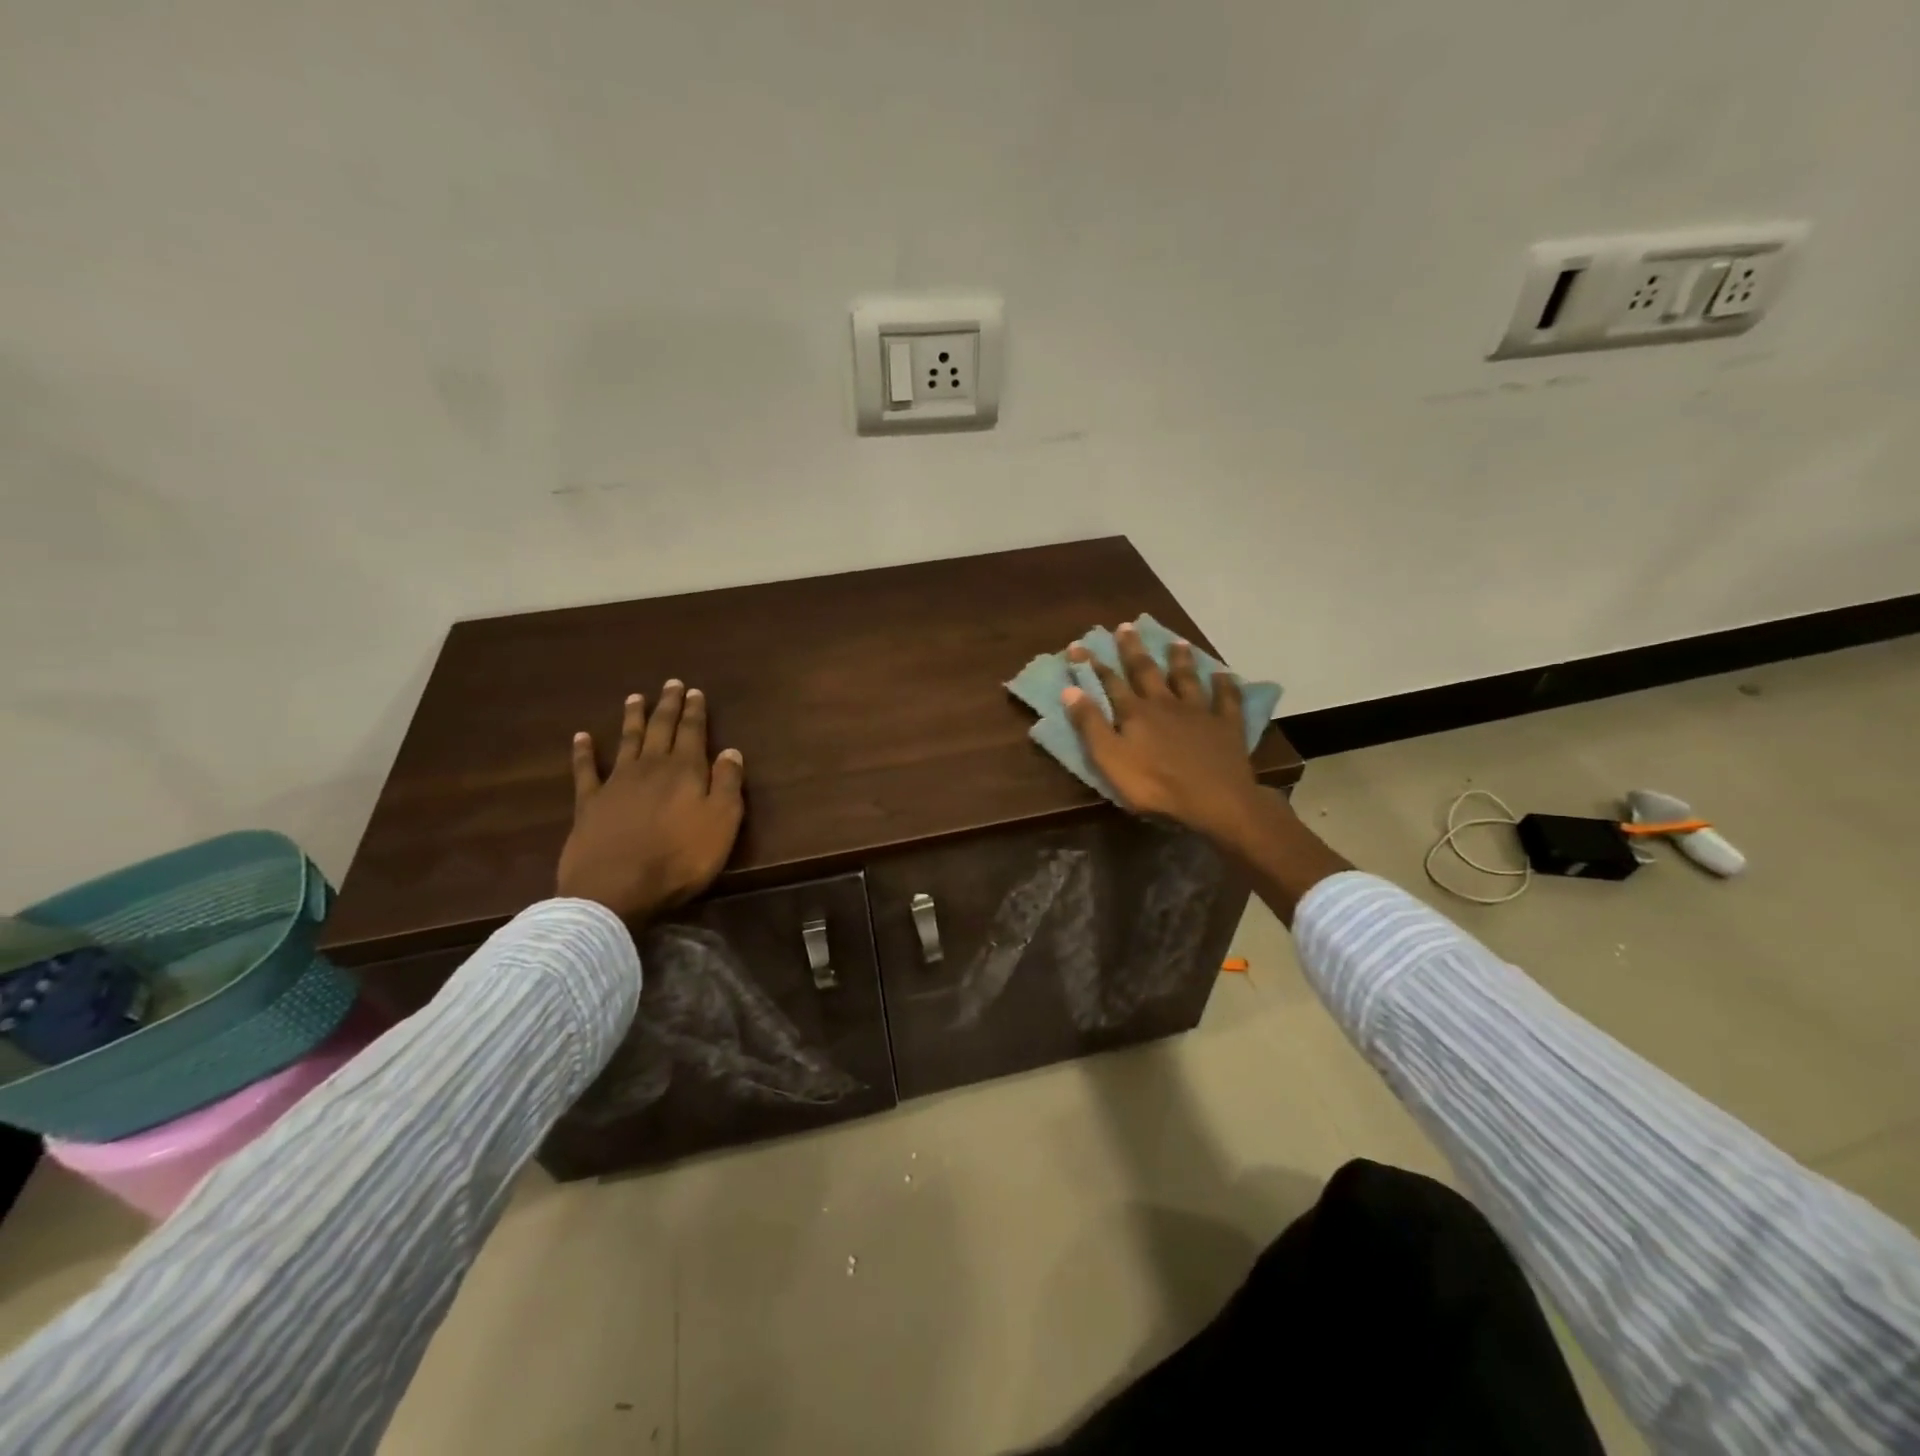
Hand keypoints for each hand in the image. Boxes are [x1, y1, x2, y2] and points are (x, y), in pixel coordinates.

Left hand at [557, 682, 744, 922]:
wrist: (616, 888)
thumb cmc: (680, 858)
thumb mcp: (722, 822)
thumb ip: (728, 784)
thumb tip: (732, 751)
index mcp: (685, 771)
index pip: (692, 732)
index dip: (695, 712)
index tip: (695, 691)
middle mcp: (650, 767)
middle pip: (660, 729)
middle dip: (667, 706)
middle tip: (671, 684)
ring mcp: (616, 783)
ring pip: (626, 741)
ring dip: (632, 718)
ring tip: (635, 697)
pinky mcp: (589, 803)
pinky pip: (585, 770)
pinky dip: (583, 752)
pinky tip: (581, 737)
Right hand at [1063, 622, 1263, 847]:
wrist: (1214, 800)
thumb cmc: (1154, 785)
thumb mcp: (1110, 760)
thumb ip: (1090, 725)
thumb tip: (1070, 690)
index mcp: (1135, 713)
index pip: (1110, 682)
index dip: (1093, 664)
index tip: (1079, 644)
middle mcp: (1165, 703)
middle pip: (1147, 671)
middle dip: (1133, 650)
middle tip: (1126, 627)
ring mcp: (1199, 712)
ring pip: (1187, 678)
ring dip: (1180, 660)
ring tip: (1176, 642)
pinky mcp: (1227, 725)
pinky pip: (1226, 700)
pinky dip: (1224, 685)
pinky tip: (1224, 674)